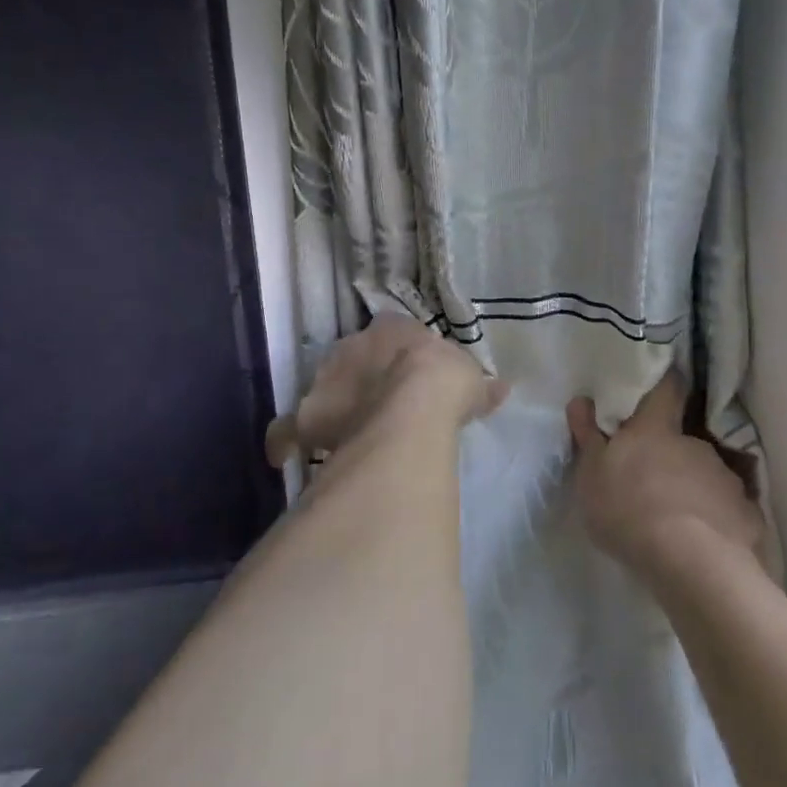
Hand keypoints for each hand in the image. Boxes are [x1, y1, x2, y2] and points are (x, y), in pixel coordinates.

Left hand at [266, 315, 505, 466]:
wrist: (415, 403)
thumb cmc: (445, 383)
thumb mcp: (471, 381)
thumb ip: (480, 385)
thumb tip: (502, 388)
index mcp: (392, 329)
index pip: (390, 332)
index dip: (397, 353)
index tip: (407, 371)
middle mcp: (353, 345)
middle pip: (352, 359)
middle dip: (362, 378)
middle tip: (380, 405)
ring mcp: (327, 378)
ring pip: (324, 388)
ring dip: (333, 405)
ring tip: (345, 429)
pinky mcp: (310, 414)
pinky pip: (288, 429)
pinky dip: (284, 441)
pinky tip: (284, 457)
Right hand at [567, 370, 763, 580]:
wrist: (691, 561)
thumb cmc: (628, 509)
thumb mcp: (592, 475)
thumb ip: (588, 437)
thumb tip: (581, 400)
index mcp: (656, 430)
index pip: (666, 389)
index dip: (666, 384)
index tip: (663, 385)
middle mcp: (695, 444)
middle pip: (684, 440)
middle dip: (672, 455)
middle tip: (654, 481)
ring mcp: (724, 477)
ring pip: (706, 475)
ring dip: (693, 489)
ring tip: (678, 521)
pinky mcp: (746, 512)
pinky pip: (727, 509)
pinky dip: (716, 519)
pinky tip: (704, 543)